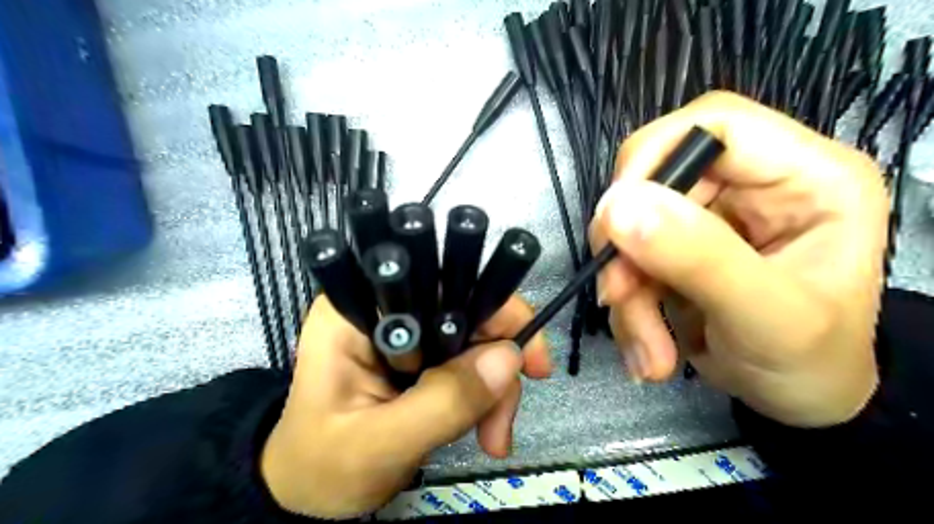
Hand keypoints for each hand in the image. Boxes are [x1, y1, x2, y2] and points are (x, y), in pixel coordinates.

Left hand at [257, 297, 548, 517]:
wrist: (311, 490)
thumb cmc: (325, 467)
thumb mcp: (380, 444)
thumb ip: (442, 402)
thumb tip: (508, 359)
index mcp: (360, 310)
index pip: (440, 284)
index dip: (494, 310)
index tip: (528, 360)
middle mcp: (387, 307)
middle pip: (468, 310)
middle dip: (497, 364)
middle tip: (502, 424)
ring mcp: (407, 330)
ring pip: (477, 338)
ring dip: (495, 387)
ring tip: (492, 439)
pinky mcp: (421, 354)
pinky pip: (470, 360)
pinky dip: (487, 394)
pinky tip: (484, 430)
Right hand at [594, 92, 884, 429]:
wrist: (796, 401)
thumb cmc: (810, 363)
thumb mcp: (767, 317)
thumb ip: (700, 258)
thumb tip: (618, 206)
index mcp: (804, 175)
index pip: (713, 123)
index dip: (653, 157)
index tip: (617, 219)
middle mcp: (750, 185)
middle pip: (655, 181)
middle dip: (629, 248)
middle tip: (619, 296)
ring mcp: (708, 218)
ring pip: (632, 228)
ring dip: (627, 291)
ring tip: (649, 348)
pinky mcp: (676, 249)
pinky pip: (628, 261)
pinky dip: (627, 307)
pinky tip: (648, 348)